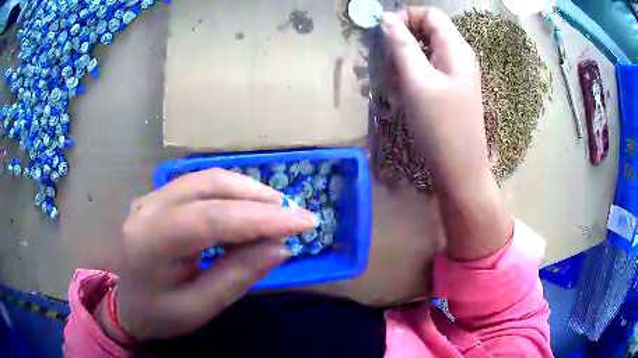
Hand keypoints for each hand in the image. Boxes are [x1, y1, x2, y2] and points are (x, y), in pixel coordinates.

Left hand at [103, 168, 314, 340]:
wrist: (125, 305)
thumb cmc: (158, 314)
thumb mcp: (198, 308)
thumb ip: (237, 277)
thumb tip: (280, 247)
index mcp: (151, 241)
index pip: (212, 218)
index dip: (261, 218)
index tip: (304, 222)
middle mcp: (148, 208)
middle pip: (209, 185)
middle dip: (258, 197)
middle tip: (294, 215)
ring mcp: (151, 198)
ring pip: (206, 178)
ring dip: (246, 191)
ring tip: (276, 212)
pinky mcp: (158, 198)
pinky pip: (199, 185)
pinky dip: (230, 194)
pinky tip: (247, 209)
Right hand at [381, 8, 487, 189]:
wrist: (460, 170)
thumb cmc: (440, 126)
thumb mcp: (417, 81)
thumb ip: (401, 45)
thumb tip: (387, 18)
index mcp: (456, 49)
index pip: (430, 14)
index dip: (405, 17)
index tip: (384, 34)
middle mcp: (460, 56)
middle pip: (428, 30)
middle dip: (403, 39)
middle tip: (387, 62)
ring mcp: (457, 74)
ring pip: (427, 50)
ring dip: (406, 58)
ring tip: (394, 81)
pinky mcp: (452, 89)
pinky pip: (430, 69)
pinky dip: (413, 73)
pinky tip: (405, 91)